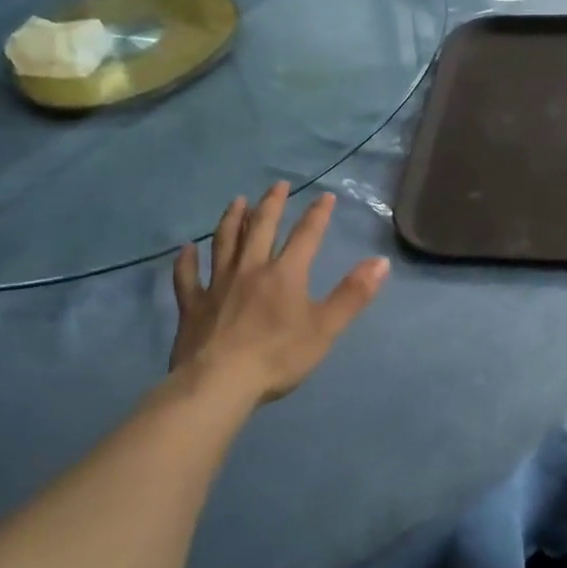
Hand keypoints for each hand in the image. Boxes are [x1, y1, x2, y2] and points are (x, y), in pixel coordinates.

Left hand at [170, 182, 388, 401]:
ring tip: (237, 201)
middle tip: (278, 185)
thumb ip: (353, 294)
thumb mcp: (326, 328)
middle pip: (261, 229)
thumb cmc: (278, 356)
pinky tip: (185, 249)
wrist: (220, 382)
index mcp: (285, 274)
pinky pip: (187, 277)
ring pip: (224, 243)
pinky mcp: (193, 305)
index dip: (317, 215)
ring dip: (232, 220)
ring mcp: (217, 285)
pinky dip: (186, 261)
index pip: (306, 236)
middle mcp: (250, 269)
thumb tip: (381, 261)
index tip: (325, 196)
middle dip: (271, 205)